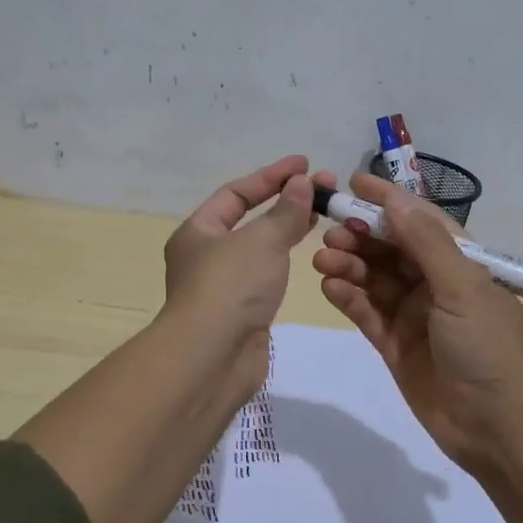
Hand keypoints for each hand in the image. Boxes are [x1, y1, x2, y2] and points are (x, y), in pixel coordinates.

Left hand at [160, 154, 318, 410]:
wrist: (213, 358)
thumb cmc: (231, 287)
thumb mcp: (261, 240)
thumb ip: (285, 211)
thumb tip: (302, 184)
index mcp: (198, 232)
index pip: (236, 193)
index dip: (271, 176)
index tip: (305, 165)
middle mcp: (206, 256)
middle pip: (249, 219)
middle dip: (285, 201)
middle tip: (325, 188)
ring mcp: (224, 286)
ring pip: (260, 248)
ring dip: (288, 229)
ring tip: (323, 214)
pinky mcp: (241, 312)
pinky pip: (266, 275)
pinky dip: (285, 260)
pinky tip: (307, 252)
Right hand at [313, 172, 522, 471]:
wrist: (497, 428)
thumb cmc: (487, 348)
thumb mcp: (462, 288)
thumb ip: (426, 244)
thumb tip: (395, 200)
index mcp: (460, 263)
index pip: (419, 221)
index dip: (388, 201)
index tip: (352, 184)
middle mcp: (435, 283)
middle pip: (390, 248)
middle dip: (360, 235)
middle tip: (329, 231)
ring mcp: (413, 315)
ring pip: (373, 279)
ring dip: (348, 264)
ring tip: (322, 259)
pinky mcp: (394, 344)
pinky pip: (366, 312)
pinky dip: (348, 298)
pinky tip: (330, 286)